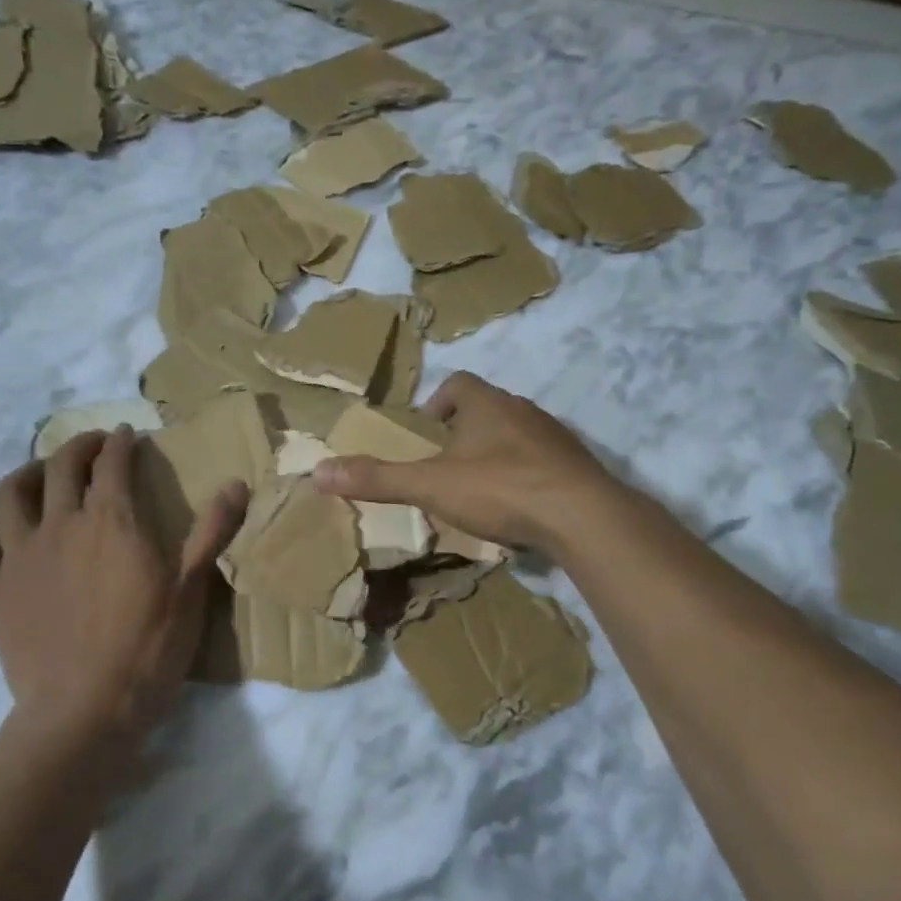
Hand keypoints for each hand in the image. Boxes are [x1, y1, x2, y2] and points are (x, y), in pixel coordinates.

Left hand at [0, 428, 247, 744]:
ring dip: (26, 474)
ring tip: (41, 475)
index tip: (129, 437)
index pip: (113, 463)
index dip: (121, 443)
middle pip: (61, 466)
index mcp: (111, 521)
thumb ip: (211, 531)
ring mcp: (20, 555)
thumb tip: (236, 482)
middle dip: (80, 446)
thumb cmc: (147, 650)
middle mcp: (60, 524)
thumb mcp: (191, 590)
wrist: (85, 711)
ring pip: (8, 494)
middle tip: (94, 446)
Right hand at [312, 372, 621, 556]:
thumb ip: (377, 479)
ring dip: (497, 453)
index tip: (427, 430)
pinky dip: (526, 476)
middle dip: (465, 430)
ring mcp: (555, 437)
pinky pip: (543, 462)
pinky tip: (518, 507)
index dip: (438, 402)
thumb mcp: (430, 485)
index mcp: (486, 404)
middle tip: (446, 462)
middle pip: (488, 409)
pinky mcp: (577, 466)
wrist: (582, 515)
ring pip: (517, 435)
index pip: (459, 384)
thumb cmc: (500, 488)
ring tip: (480, 487)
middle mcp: (523, 410)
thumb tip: (318, 471)